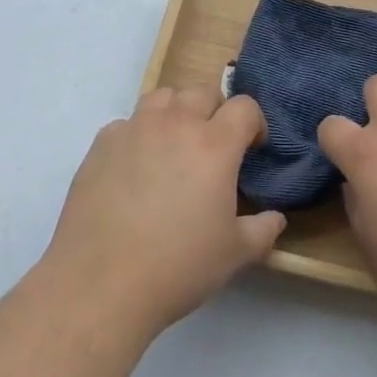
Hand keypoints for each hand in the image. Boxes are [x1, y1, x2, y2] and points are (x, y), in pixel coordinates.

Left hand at [44, 85, 285, 335]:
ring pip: (163, 97)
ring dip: (175, 113)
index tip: (252, 147)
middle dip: (215, 112)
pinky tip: (133, 169)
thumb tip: (276, 217)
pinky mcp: (103, 143)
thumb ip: (262, 230)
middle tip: (212, 147)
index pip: (245, 107)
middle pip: (203, 92)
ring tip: (172, 146)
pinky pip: (127, 124)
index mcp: (215, 144)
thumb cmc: (177, 267)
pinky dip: (137, 136)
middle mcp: (177, 123)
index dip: (254, 123)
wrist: (100, 284)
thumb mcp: (233, 255)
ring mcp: (136, 128)